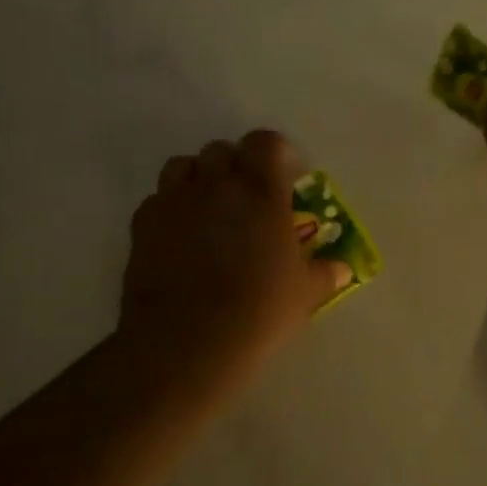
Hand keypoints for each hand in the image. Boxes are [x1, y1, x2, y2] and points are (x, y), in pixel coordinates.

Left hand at [118, 130, 345, 369]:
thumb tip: (343, 269)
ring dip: (198, 178)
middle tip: (245, 197)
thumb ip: (324, 274)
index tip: (284, 176)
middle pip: (223, 149)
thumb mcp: (304, 294)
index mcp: (262, 192)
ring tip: (208, 208)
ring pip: (184, 165)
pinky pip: (158, 199)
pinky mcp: (143, 223)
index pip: (266, 142)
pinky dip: (170, 208)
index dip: (275, 152)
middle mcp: (218, 185)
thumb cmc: (256, 312)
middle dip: (235, 166)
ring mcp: (176, 201)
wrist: (185, 343)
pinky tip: (179, 237)